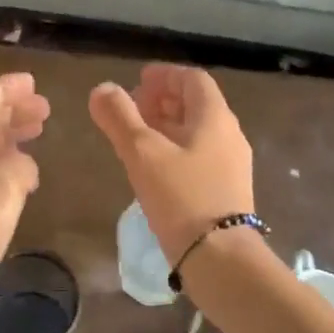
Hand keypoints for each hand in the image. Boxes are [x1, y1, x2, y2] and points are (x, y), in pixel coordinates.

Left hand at [0, 72, 49, 332]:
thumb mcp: (0, 191)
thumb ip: (17, 165)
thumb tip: (22, 164)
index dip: (4, 89)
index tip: (33, 83)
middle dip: (9, 112)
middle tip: (44, 110)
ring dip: (6, 137)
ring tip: (38, 132)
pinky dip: (0, 166)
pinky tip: (23, 175)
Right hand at [89, 64, 254, 265]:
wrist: (219, 257)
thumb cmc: (181, 197)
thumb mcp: (142, 153)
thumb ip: (120, 118)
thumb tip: (102, 89)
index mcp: (214, 118)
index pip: (193, 79)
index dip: (164, 75)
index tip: (138, 81)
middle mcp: (229, 135)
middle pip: (196, 105)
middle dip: (163, 100)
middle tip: (132, 109)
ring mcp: (231, 164)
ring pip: (197, 132)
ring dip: (167, 126)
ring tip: (137, 138)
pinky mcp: (226, 190)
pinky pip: (199, 156)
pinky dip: (175, 150)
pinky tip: (154, 169)